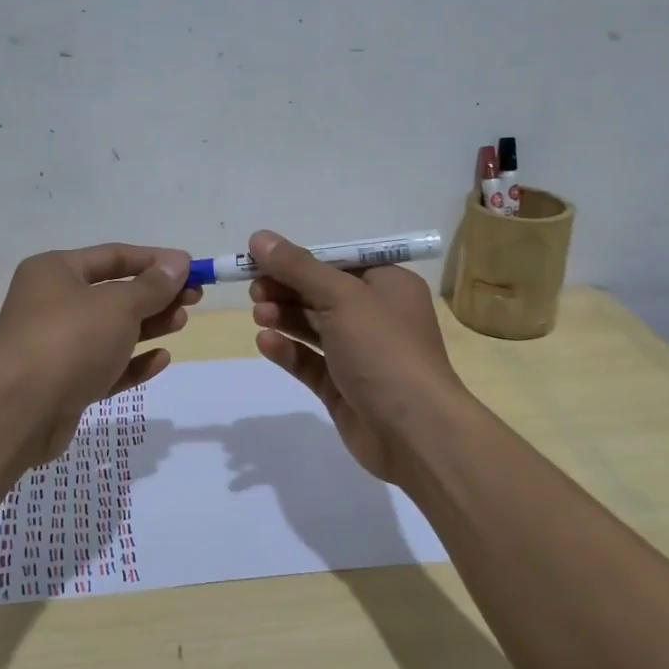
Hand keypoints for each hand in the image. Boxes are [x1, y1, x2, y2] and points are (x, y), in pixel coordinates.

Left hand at [0, 244, 199, 466]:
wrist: (20, 410)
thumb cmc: (70, 340)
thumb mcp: (119, 305)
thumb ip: (152, 286)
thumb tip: (178, 264)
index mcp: (55, 272)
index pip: (114, 256)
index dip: (155, 260)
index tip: (191, 268)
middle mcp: (52, 303)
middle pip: (114, 293)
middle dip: (155, 295)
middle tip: (194, 298)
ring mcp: (57, 346)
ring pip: (111, 330)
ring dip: (148, 325)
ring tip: (181, 322)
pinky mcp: (64, 383)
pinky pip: (105, 365)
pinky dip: (132, 362)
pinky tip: (161, 359)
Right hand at [247, 230, 472, 484]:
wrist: (414, 431)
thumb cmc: (384, 349)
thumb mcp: (341, 297)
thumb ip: (298, 267)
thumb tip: (259, 237)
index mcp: (387, 285)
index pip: (336, 262)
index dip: (298, 259)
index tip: (259, 259)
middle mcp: (375, 315)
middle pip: (320, 292)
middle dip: (286, 288)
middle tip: (254, 290)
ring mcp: (358, 354)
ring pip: (312, 327)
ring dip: (284, 316)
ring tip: (259, 314)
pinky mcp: (342, 387)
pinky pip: (310, 362)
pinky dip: (288, 350)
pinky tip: (266, 342)